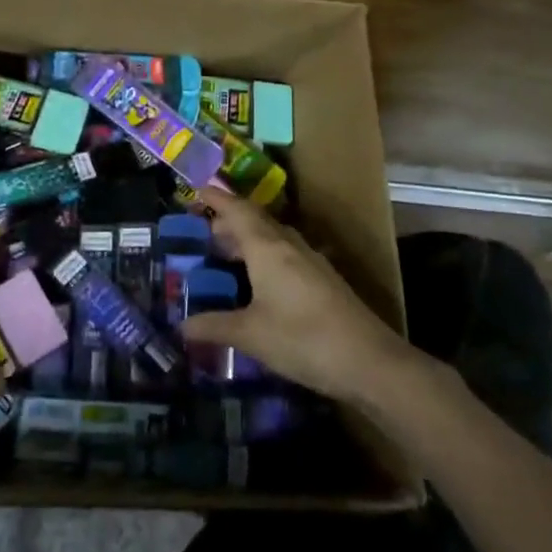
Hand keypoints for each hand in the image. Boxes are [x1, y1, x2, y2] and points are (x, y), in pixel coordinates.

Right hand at [179, 186, 408, 400]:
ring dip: (249, 239)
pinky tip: (259, 281)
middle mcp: (289, 246)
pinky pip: (286, 254)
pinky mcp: (323, 280)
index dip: (217, 198)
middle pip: (255, 221)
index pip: (237, 211)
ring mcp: (310, 261)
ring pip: (273, 238)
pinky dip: (265, 256)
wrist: (369, 361)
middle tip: (204, 232)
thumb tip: (181, 326)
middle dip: (229, 221)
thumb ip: (214, 326)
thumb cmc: (302, 339)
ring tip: (226, 255)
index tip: (198, 190)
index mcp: (267, 248)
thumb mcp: (250, 335)